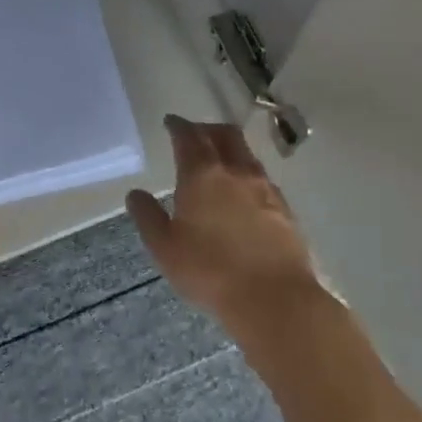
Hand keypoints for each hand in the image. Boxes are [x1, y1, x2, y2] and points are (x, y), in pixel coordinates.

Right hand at [127, 116, 322, 335]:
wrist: (274, 299)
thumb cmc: (210, 272)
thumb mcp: (165, 248)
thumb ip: (147, 217)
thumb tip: (135, 194)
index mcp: (203, 175)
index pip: (189, 137)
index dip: (178, 126)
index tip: (171, 122)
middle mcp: (237, 172)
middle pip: (225, 135)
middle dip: (207, 128)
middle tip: (194, 134)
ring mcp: (266, 189)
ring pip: (246, 155)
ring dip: (230, 149)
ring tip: (218, 162)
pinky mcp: (285, 209)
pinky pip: (262, 178)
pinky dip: (247, 173)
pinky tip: (242, 193)